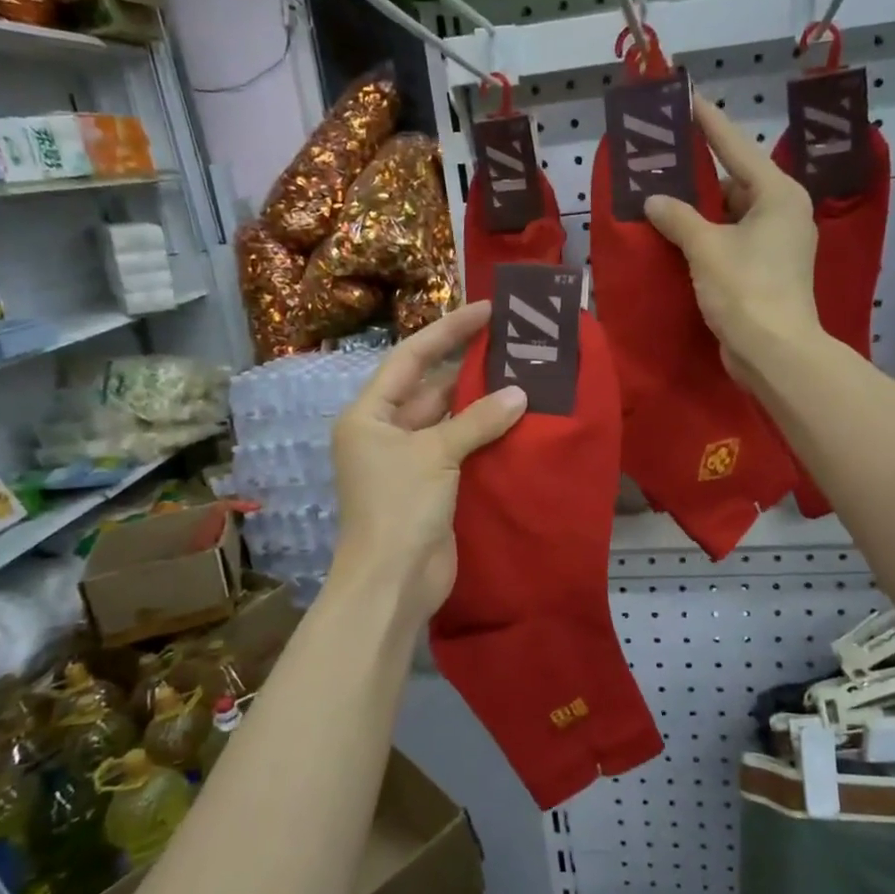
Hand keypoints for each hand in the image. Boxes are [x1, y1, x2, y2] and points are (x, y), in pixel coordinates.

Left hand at [331, 303, 526, 624]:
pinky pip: (461, 450)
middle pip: (431, 388)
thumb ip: (478, 420)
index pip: (410, 359)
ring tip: (525, 375)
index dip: (447, 332)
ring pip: (450, 421)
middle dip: (470, 367)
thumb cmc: (399, 508)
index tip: (485, 310)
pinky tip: (519, 421)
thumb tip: (520, 393)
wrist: (393, 582)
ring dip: (482, 404)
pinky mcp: (433, 487)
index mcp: (369, 415)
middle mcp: (386, 433)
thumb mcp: (436, 454)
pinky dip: (486, 437)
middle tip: (514, 343)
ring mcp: (410, 461)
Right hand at [644, 98, 821, 383]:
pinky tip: (678, 234)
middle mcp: (783, 212)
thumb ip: (678, 217)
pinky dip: (708, 235)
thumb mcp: (706, 247)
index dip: (710, 123)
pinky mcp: (766, 270)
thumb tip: (654, 200)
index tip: (688, 98)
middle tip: (666, 156)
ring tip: (664, 194)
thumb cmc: (745, 289)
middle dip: (701, 173)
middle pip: (736, 181)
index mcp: (778, 194)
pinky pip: (732, 239)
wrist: (774, 352)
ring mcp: (777, 244)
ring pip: (733, 214)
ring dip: (701, 209)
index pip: (737, 148)